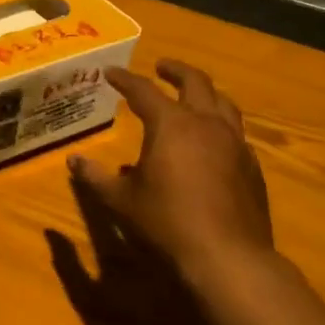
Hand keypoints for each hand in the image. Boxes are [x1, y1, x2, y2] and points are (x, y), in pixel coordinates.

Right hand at [70, 59, 273, 287]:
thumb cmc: (166, 223)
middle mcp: (206, 124)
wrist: (228, 257)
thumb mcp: (121, 201)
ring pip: (223, 103)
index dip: (125, 79)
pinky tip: (213, 141)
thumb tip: (73, 160)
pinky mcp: (251, 166)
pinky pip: (236, 133)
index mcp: (171, 125)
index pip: (143, 91)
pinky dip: (220, 125)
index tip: (111, 72)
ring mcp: (235, 144)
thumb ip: (95, 177)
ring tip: (193, 95)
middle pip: (195, 82)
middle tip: (161, 67)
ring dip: (205, 92)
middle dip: (175, 71)